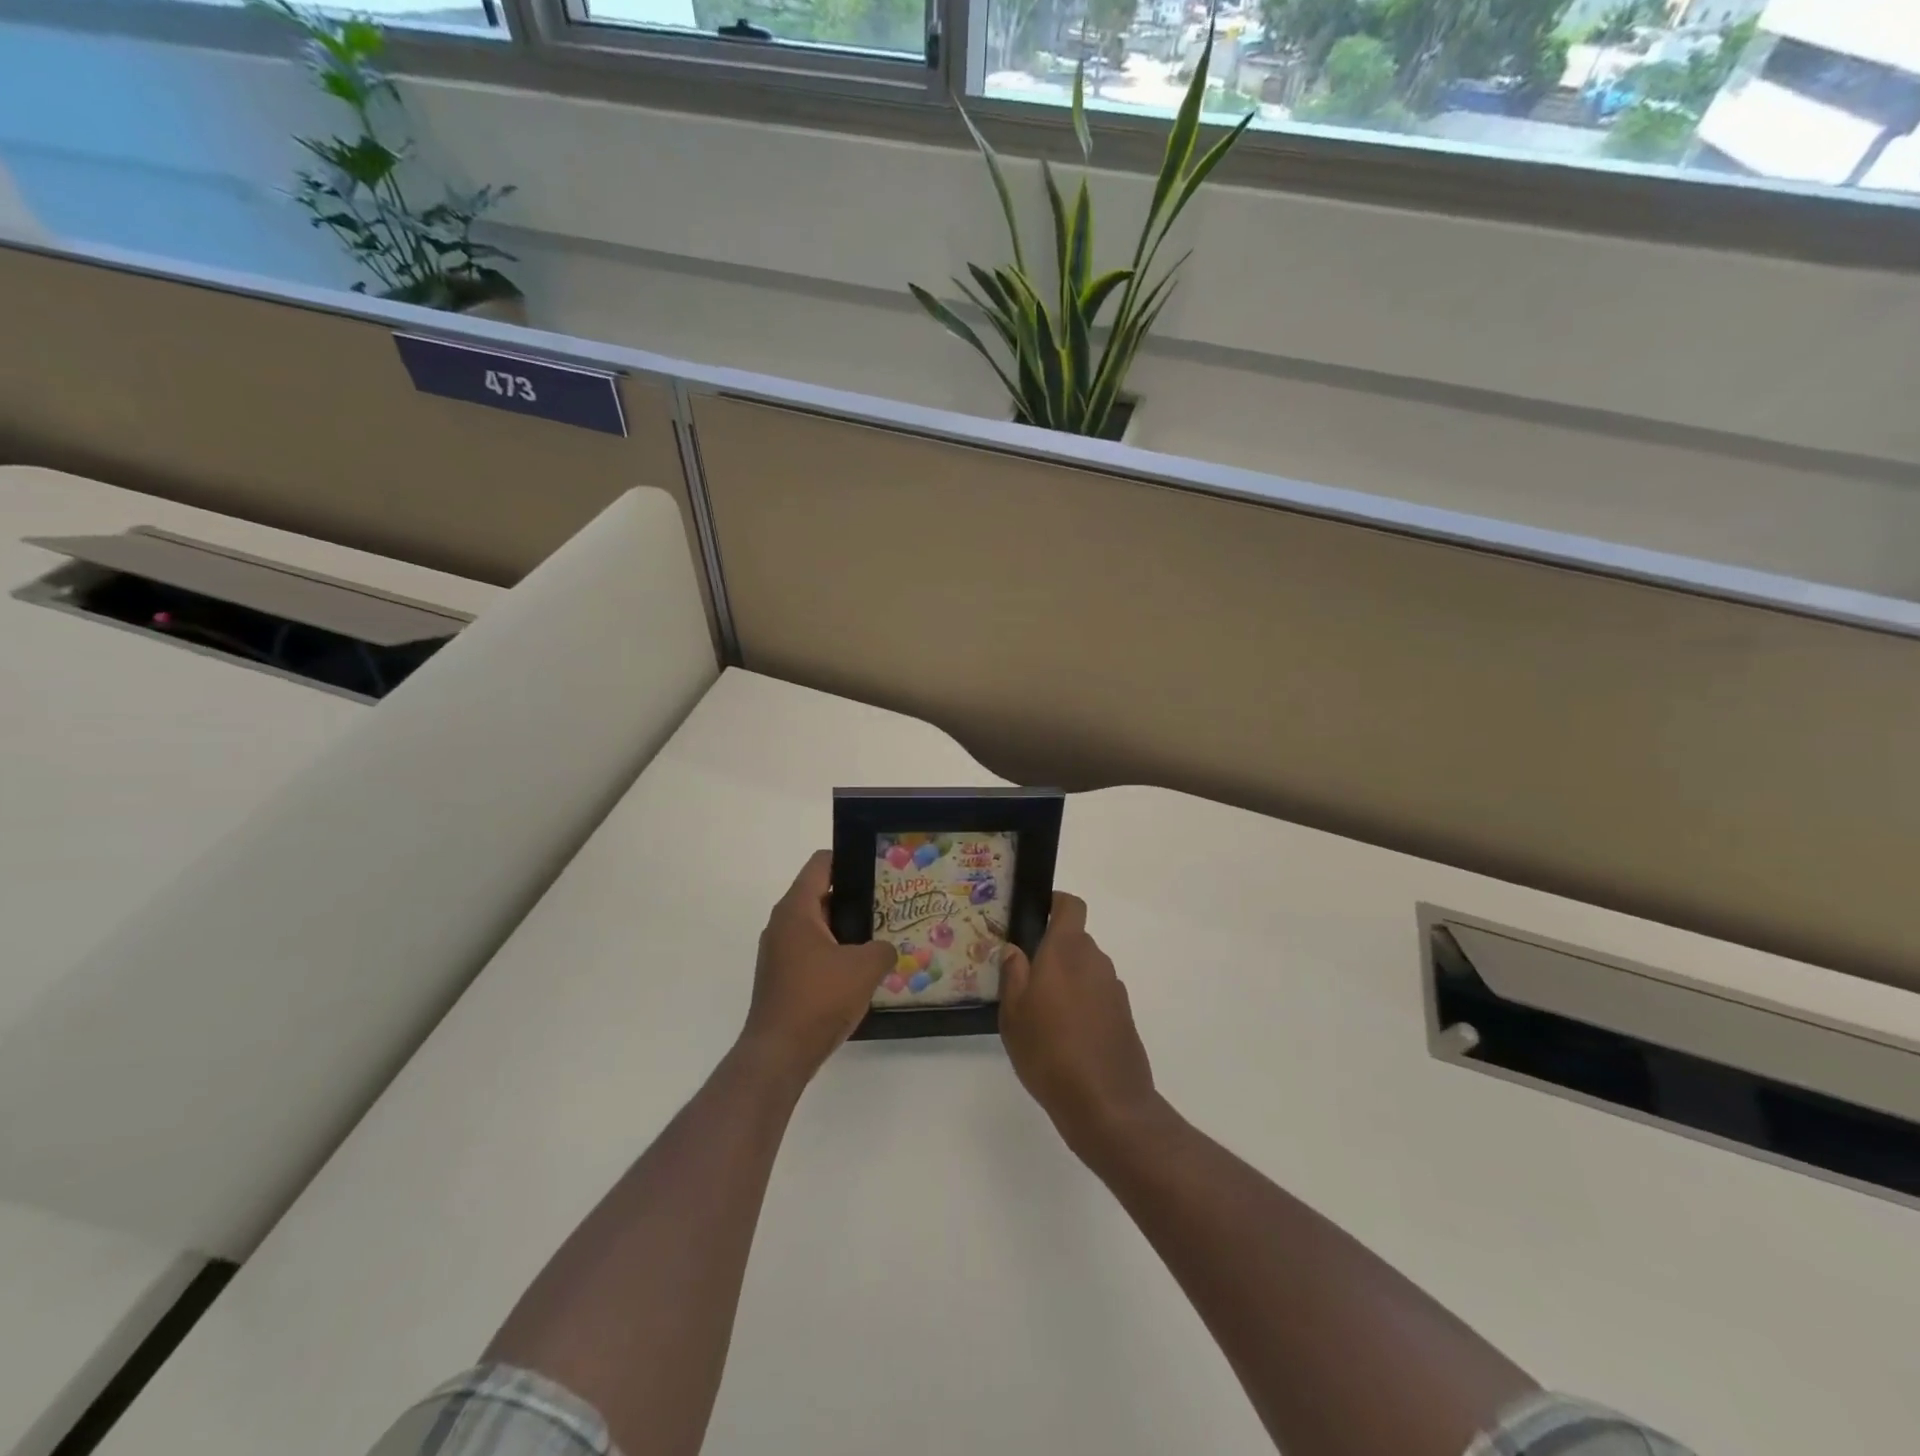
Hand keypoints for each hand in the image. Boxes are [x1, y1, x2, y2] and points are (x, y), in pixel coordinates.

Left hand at [740, 851, 893, 1090]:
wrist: (779, 1054)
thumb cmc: (819, 999)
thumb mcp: (864, 968)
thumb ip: (883, 949)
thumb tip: (886, 949)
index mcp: (796, 910)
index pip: (821, 864)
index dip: (849, 859)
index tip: (877, 868)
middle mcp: (782, 924)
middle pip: (820, 894)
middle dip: (854, 896)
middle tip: (888, 903)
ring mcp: (779, 952)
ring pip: (817, 925)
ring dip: (845, 928)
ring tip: (879, 936)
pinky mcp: (782, 977)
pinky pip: (812, 951)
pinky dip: (834, 952)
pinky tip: (859, 970)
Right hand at [999, 893, 1159, 1158]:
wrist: (1107, 1104)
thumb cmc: (1049, 1052)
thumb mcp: (1014, 1014)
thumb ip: (1014, 974)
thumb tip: (1015, 949)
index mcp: (1066, 951)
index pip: (1070, 905)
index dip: (1054, 903)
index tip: (1034, 917)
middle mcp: (1094, 961)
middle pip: (1075, 940)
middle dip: (1053, 952)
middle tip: (1025, 978)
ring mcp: (1113, 988)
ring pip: (1086, 969)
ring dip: (1067, 980)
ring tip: (1043, 1013)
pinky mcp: (1124, 1015)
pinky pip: (1098, 994)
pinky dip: (1083, 1004)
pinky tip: (1065, 1036)